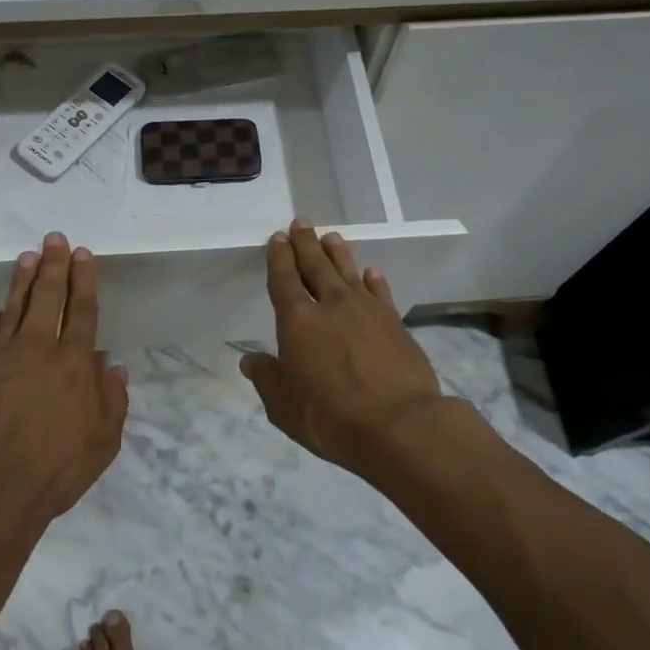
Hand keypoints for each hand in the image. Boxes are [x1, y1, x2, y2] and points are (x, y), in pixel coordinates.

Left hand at [0, 232, 128, 525]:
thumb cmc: (57, 466)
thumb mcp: (104, 440)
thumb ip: (113, 400)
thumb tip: (113, 368)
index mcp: (75, 361)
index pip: (81, 309)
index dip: (83, 279)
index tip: (82, 253)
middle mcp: (40, 348)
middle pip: (47, 296)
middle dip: (53, 265)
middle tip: (54, 238)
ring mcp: (6, 356)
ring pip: (16, 306)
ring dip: (24, 278)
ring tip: (28, 256)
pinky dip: (0, 315)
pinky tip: (2, 307)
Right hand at [239, 221, 443, 476]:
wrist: (400, 425)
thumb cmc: (331, 417)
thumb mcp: (284, 406)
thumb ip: (267, 378)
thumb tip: (249, 360)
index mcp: (297, 321)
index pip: (284, 279)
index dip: (279, 257)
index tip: (277, 238)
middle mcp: (331, 305)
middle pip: (316, 265)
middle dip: (306, 244)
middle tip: (301, 223)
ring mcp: (366, 311)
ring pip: (348, 271)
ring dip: (338, 253)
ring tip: (331, 237)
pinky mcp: (394, 323)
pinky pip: (380, 293)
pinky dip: (374, 280)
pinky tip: (371, 272)